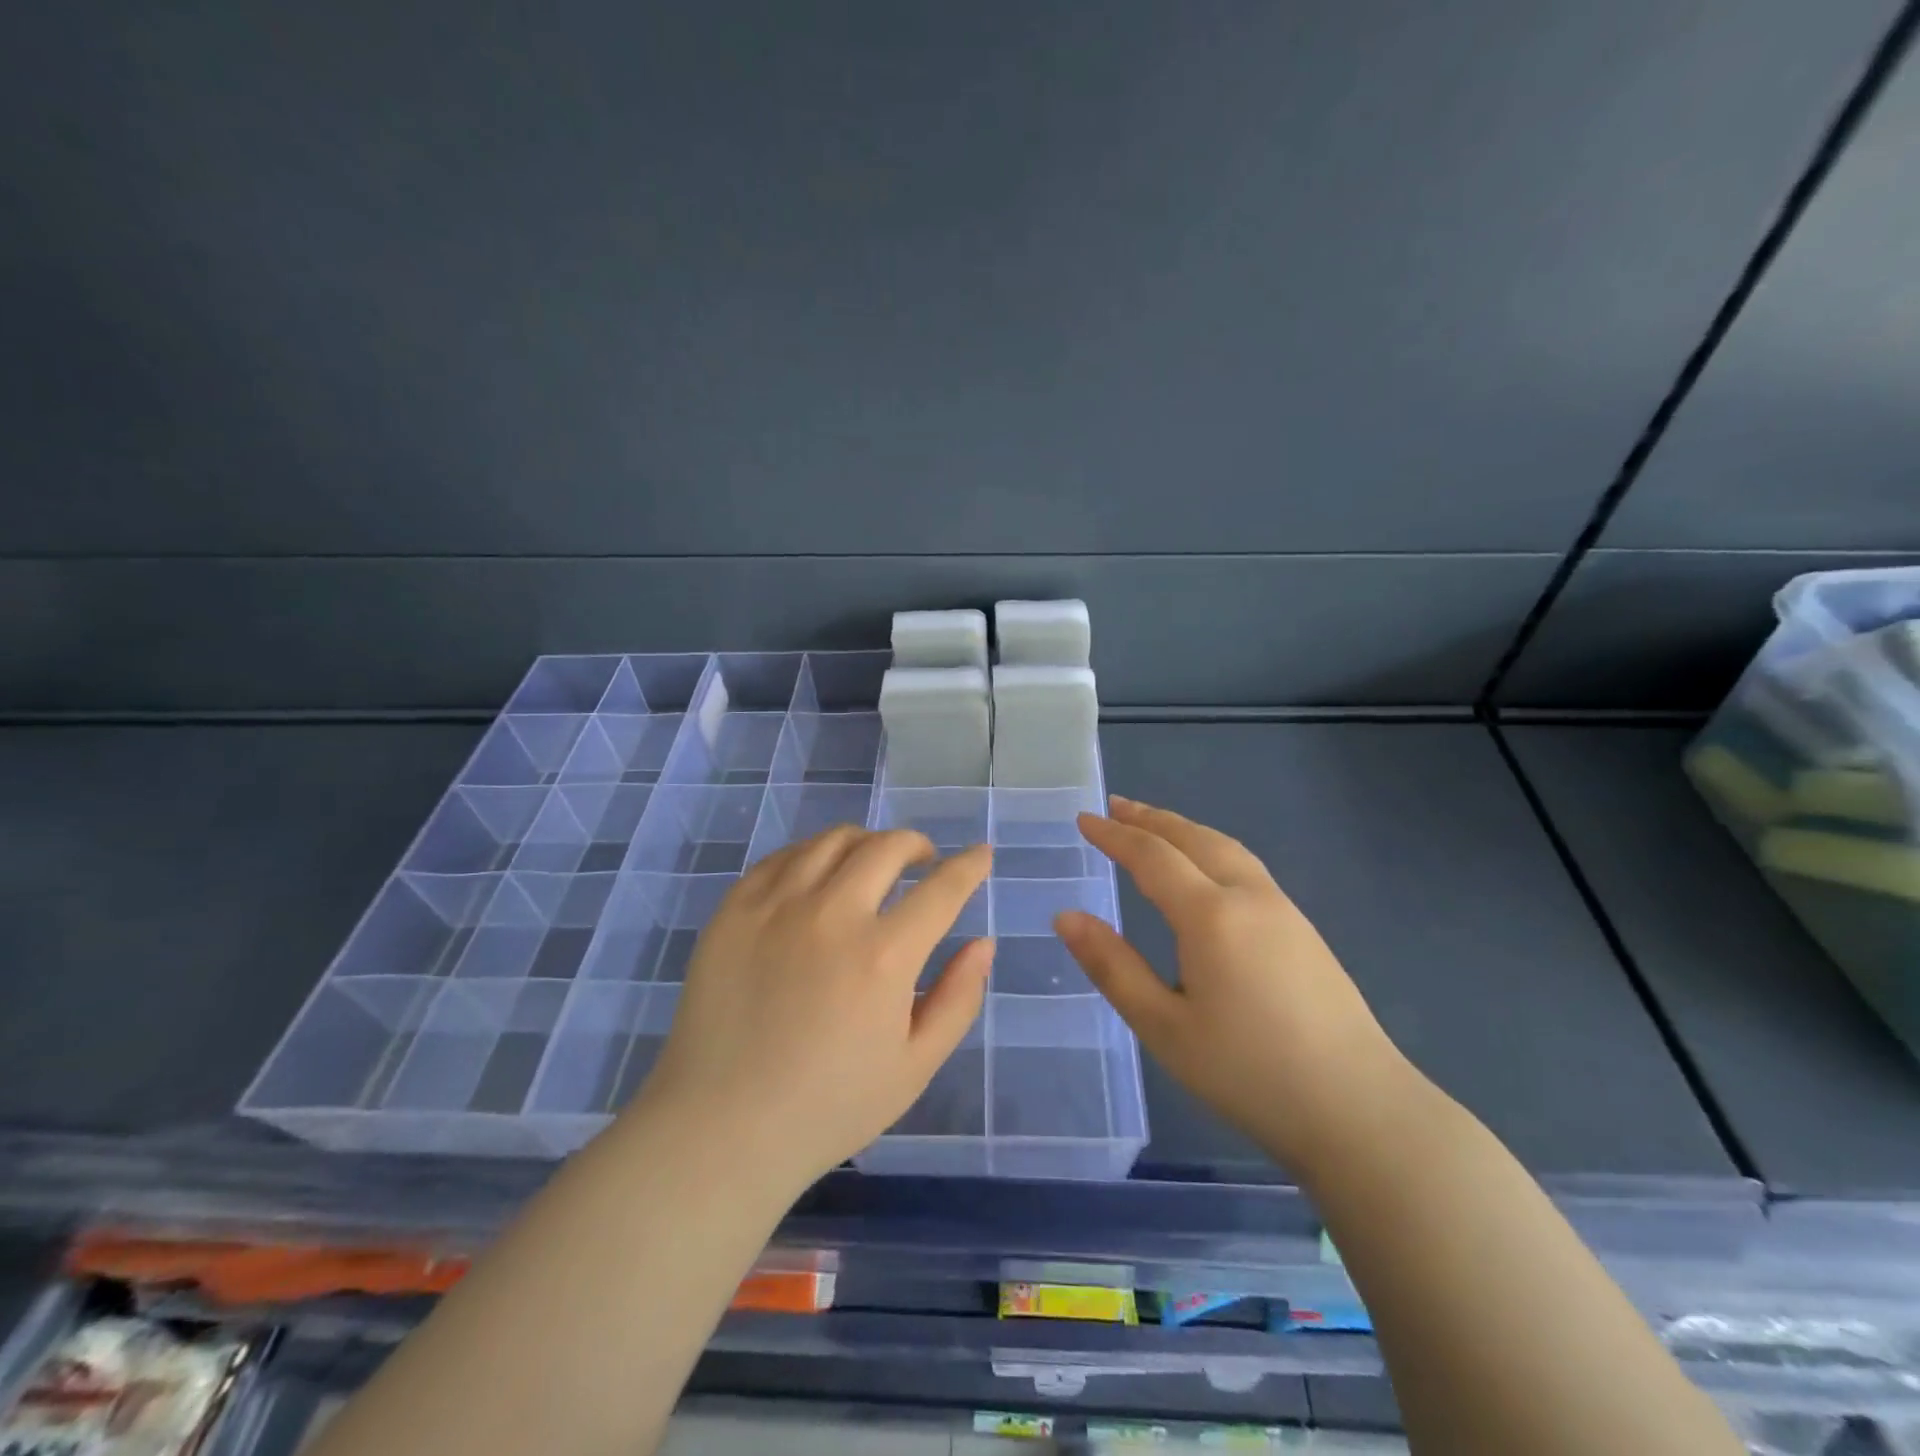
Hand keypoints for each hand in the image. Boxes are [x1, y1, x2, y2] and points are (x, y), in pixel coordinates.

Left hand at [632, 826, 992, 1193]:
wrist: (720, 1129)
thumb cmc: (828, 1108)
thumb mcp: (914, 1066)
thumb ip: (958, 998)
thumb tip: (983, 943)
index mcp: (883, 956)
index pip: (942, 888)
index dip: (969, 866)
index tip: (981, 854)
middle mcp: (832, 914)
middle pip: (886, 847)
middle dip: (917, 845)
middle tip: (924, 860)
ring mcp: (776, 905)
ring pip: (833, 840)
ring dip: (866, 842)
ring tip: (871, 863)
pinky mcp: (733, 909)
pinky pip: (782, 857)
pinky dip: (813, 854)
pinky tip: (817, 876)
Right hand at [1056, 796, 1411, 1174]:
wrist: (1361, 1110)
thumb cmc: (1250, 1073)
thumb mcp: (1164, 1027)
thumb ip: (1113, 967)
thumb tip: (1066, 917)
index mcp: (1210, 915)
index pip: (1152, 856)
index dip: (1114, 835)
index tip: (1083, 819)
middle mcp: (1249, 897)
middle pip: (1193, 838)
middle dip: (1150, 818)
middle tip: (1114, 805)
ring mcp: (1284, 910)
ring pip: (1226, 847)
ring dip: (1184, 829)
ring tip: (1154, 825)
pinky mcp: (1304, 930)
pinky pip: (1246, 866)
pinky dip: (1211, 848)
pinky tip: (1206, 869)